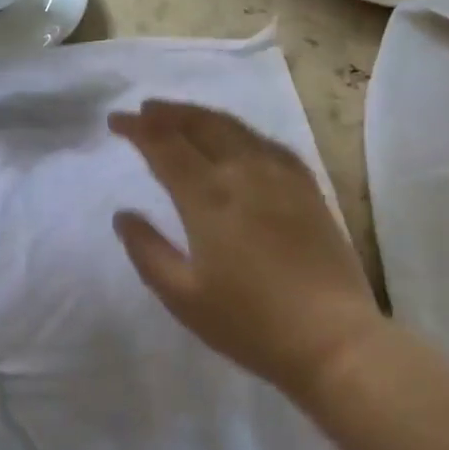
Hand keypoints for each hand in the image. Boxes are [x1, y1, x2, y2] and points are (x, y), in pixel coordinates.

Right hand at [109, 100, 382, 402]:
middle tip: (144, 110)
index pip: (164, 146)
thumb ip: (147, 250)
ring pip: (235, 128)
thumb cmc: (249, 323)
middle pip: (200, 125)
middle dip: (167, 113)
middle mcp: (244, 173)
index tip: (116, 121)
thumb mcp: (182, 296)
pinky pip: (268, 143)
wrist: (333, 340)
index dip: (137, 129)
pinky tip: (236, 138)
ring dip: (201, 115)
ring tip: (180, 114)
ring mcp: (281, 177)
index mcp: (208, 197)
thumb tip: (123, 214)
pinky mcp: (308, 188)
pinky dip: (240, 131)